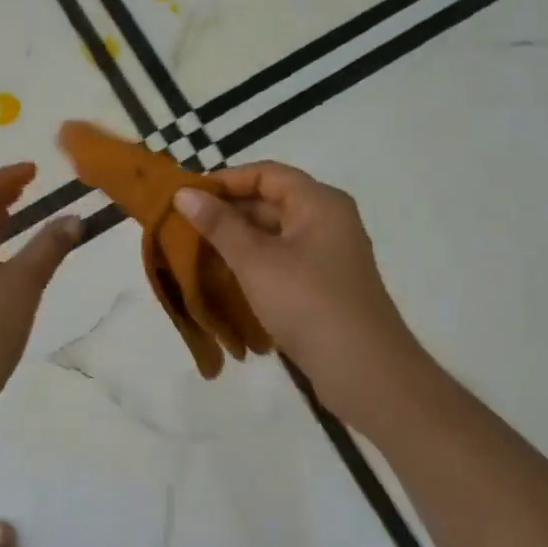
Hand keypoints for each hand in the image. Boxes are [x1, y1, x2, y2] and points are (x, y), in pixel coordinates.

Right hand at [173, 162, 431, 425]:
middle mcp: (327, 221)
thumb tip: (184, 193)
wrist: (365, 372)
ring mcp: (327, 255)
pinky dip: (251, 262)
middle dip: (226, 212)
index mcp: (319, 203)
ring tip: (194, 250)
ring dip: (235, 239)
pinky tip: (222, 277)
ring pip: (273, 233)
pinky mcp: (322, 285)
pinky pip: (280, 260)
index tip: (186, 196)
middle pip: (270, 201)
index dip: (225, 180)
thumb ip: (219, 224)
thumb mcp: (255, 260)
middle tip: (183, 225)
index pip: (265, 174)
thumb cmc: (308, 303)